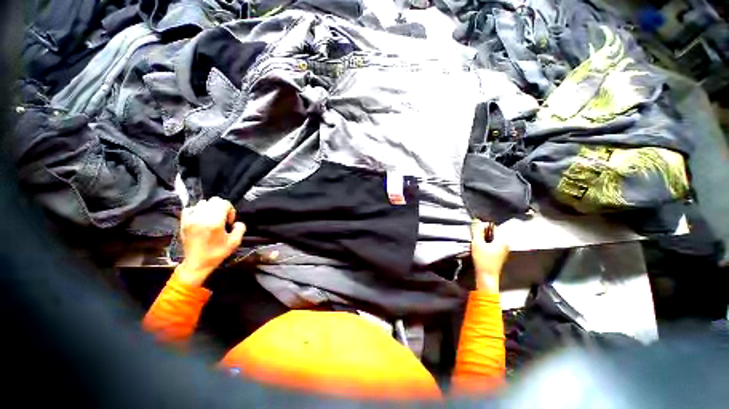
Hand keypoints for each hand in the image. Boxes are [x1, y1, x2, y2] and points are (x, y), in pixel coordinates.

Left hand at [176, 197, 245, 286]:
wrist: (197, 263)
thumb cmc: (217, 253)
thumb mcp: (235, 242)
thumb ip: (240, 228)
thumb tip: (236, 222)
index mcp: (214, 222)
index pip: (224, 203)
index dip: (230, 210)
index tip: (229, 221)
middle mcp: (201, 218)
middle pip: (214, 201)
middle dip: (221, 207)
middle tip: (223, 219)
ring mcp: (190, 219)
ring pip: (203, 203)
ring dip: (210, 208)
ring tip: (211, 219)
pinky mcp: (183, 222)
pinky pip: (190, 208)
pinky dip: (197, 210)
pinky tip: (200, 219)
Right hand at [470, 220, 509, 292]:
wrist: (487, 276)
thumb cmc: (483, 260)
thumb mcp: (477, 243)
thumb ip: (477, 231)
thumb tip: (476, 220)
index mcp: (502, 239)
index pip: (493, 226)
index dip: (483, 226)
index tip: (475, 229)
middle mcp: (506, 243)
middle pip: (493, 232)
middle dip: (483, 232)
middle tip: (475, 236)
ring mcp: (504, 249)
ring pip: (492, 237)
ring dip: (484, 237)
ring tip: (477, 242)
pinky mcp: (500, 253)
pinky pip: (493, 243)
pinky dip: (486, 243)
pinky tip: (480, 247)